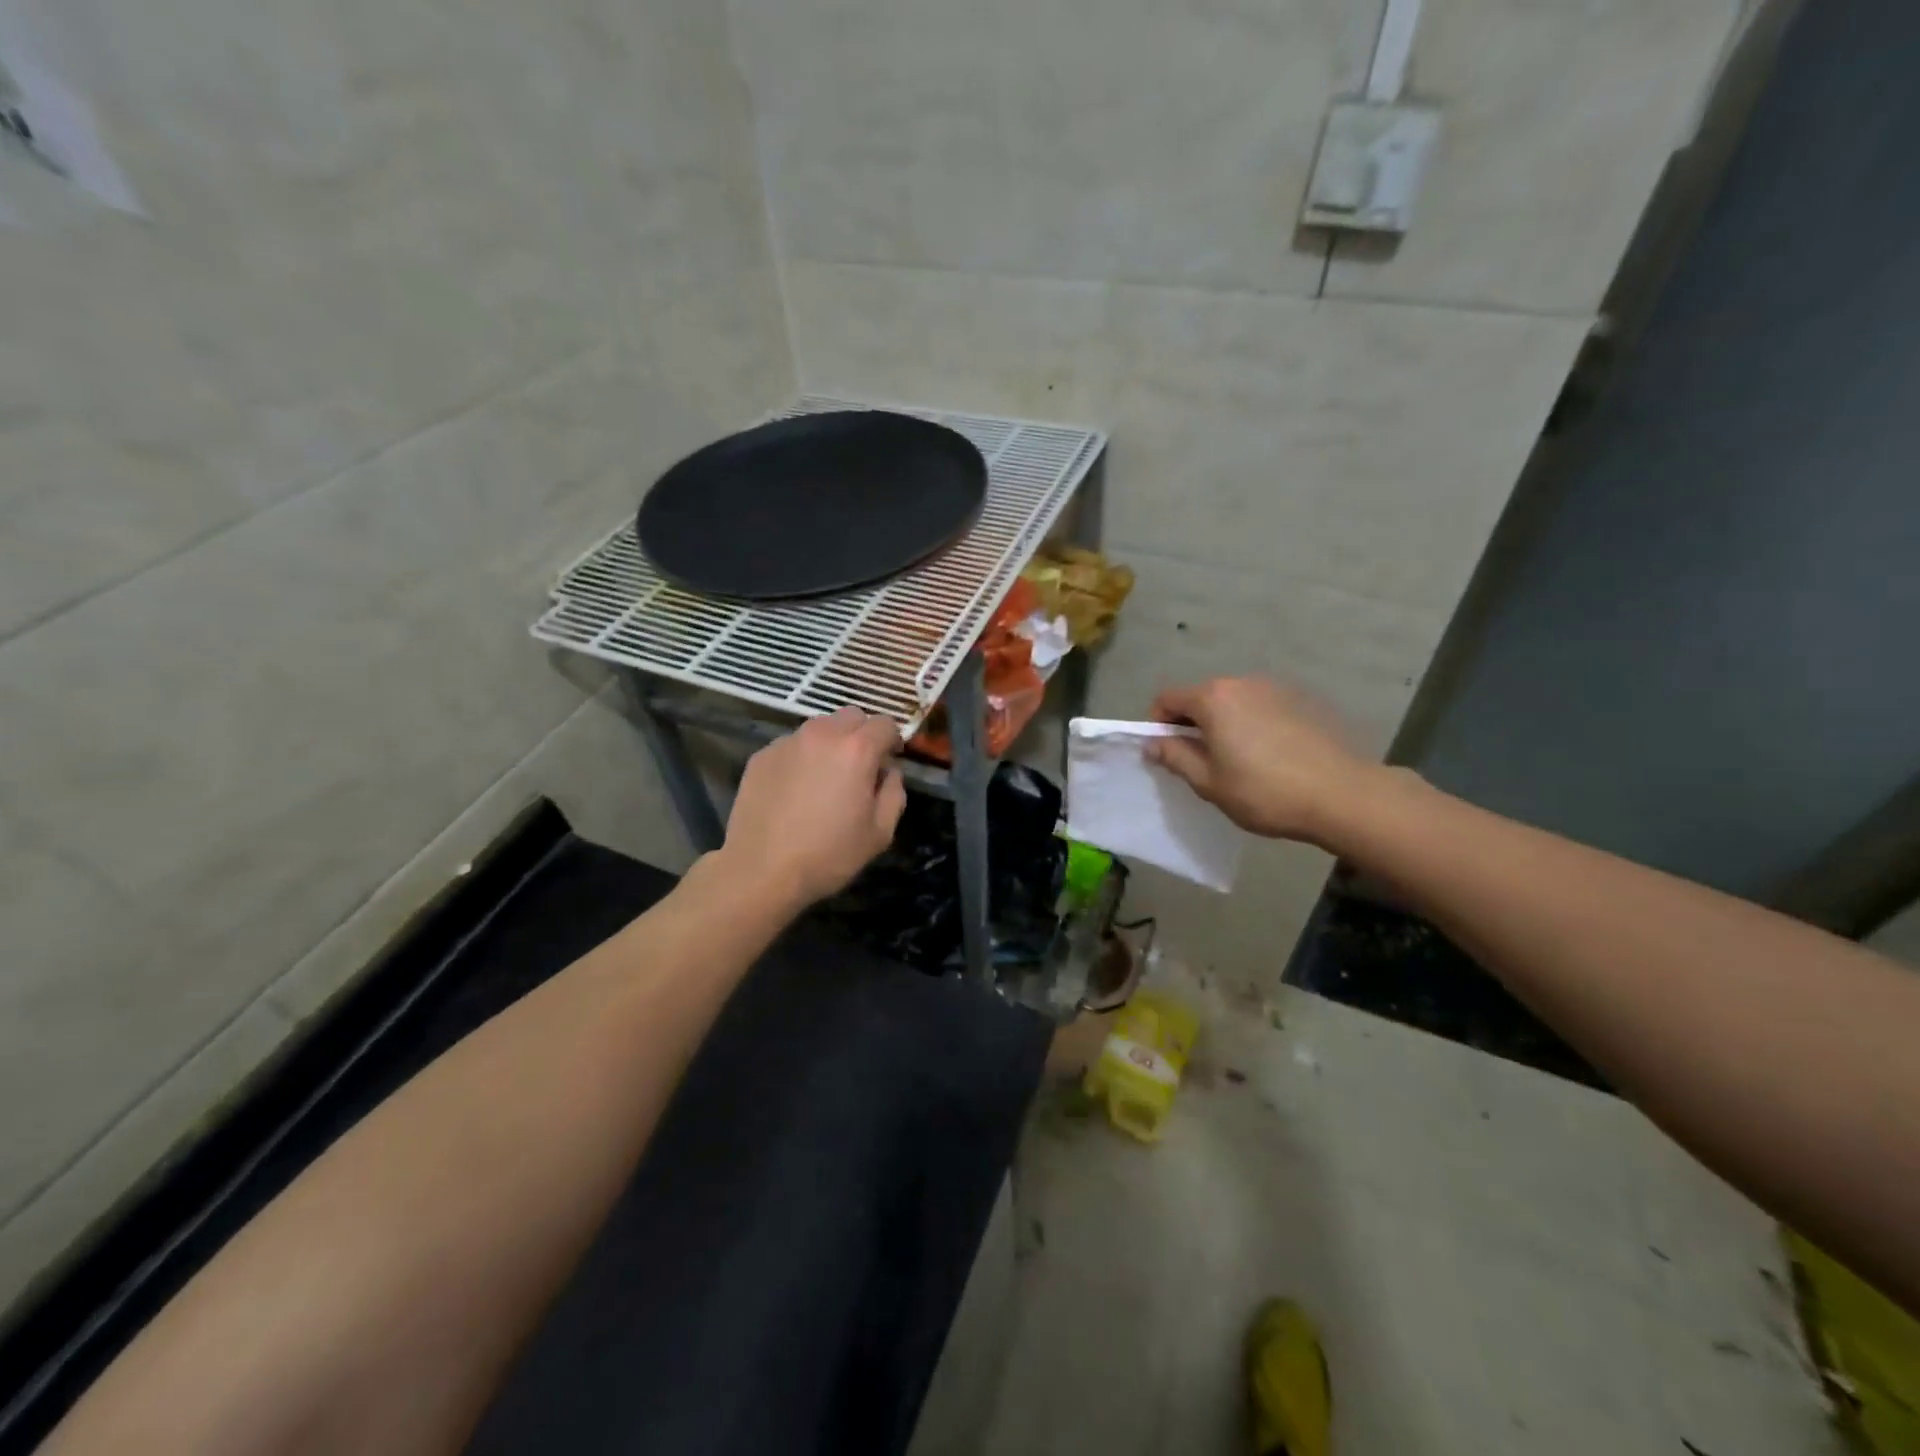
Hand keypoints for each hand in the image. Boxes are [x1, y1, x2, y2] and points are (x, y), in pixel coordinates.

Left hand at [721, 708, 907, 907]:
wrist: (761, 870)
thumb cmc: (828, 855)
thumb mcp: (880, 833)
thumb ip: (894, 793)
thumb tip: (889, 773)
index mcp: (857, 750)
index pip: (885, 723)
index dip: (892, 741)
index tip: (889, 761)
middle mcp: (822, 734)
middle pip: (851, 715)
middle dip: (862, 734)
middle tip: (860, 766)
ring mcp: (788, 742)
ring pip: (819, 727)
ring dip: (831, 742)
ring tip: (825, 776)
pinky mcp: (761, 755)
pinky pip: (792, 745)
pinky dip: (802, 756)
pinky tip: (796, 788)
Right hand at [1146, 676, 1380, 845]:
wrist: (1343, 795)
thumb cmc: (1265, 791)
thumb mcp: (1209, 782)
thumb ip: (1175, 757)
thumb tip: (1153, 743)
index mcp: (1213, 698)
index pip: (1167, 698)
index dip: (1157, 724)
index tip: (1165, 753)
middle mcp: (1242, 683)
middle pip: (1201, 697)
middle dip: (1191, 724)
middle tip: (1199, 762)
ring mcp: (1275, 689)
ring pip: (1232, 703)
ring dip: (1223, 725)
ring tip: (1236, 761)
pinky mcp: (1302, 701)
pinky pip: (1260, 708)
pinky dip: (1251, 725)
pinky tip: (1268, 757)